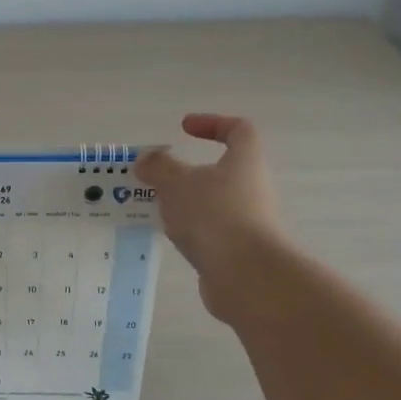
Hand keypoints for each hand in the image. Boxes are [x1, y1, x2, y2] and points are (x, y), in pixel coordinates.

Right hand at [135, 115, 284, 323]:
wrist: (246, 276)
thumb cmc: (214, 216)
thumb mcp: (177, 183)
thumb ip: (158, 167)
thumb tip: (148, 159)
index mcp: (245, 162)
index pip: (239, 130)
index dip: (213, 123)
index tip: (184, 128)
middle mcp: (252, 188)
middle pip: (222, 170)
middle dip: (187, 172)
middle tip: (156, 177)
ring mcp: (248, 221)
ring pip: (212, 203)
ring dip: (185, 202)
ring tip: (155, 208)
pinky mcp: (238, 250)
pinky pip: (210, 231)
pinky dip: (189, 229)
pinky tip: (168, 236)